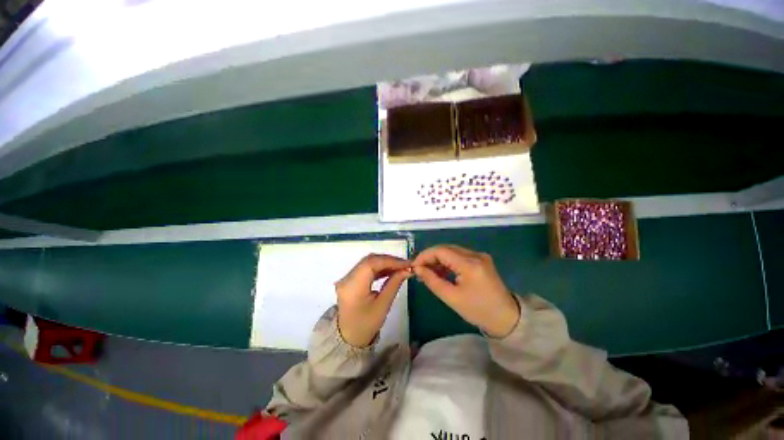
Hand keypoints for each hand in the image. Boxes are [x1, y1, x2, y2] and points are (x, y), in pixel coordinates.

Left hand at [335, 254, 411, 347]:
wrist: (349, 337)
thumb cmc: (366, 325)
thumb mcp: (383, 305)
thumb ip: (394, 284)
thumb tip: (407, 270)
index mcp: (353, 286)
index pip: (371, 264)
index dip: (390, 260)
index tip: (406, 264)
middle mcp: (347, 278)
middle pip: (369, 260)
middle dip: (389, 260)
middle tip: (405, 265)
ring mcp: (347, 277)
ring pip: (368, 262)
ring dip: (385, 263)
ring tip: (400, 267)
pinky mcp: (350, 279)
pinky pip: (365, 268)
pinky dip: (379, 267)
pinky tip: (390, 270)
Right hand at [413, 245, 519, 337]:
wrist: (506, 318)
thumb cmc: (478, 310)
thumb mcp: (451, 298)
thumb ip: (432, 280)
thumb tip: (418, 268)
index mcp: (470, 264)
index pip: (441, 251)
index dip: (425, 255)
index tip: (414, 266)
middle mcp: (475, 255)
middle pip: (446, 248)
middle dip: (430, 257)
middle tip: (420, 270)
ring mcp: (480, 256)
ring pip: (452, 251)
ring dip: (438, 259)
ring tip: (428, 272)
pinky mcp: (481, 260)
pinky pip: (459, 256)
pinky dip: (448, 262)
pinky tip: (441, 272)